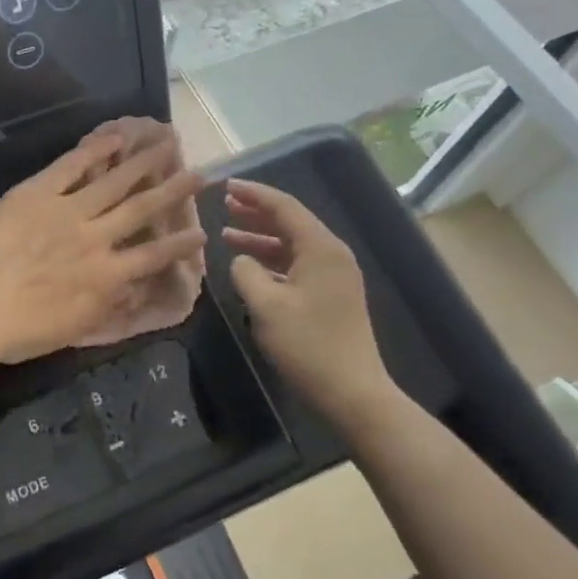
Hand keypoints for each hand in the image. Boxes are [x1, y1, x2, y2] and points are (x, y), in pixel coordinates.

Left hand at [0, 124, 206, 364]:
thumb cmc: (16, 331)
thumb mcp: (72, 329)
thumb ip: (106, 305)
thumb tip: (133, 288)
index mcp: (105, 277)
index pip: (153, 257)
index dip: (180, 245)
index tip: (202, 232)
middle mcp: (96, 238)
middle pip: (142, 209)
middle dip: (173, 190)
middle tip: (199, 172)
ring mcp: (68, 211)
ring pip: (114, 181)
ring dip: (143, 162)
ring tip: (167, 142)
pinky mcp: (38, 192)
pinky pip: (71, 166)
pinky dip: (94, 150)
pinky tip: (114, 136)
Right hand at [221, 179, 392, 427]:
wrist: (353, 392)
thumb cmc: (308, 345)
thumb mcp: (265, 306)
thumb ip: (245, 272)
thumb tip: (240, 260)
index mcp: (321, 248)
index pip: (284, 206)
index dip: (253, 194)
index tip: (226, 186)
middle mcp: (332, 254)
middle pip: (290, 221)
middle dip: (256, 211)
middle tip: (224, 204)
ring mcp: (335, 275)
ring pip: (292, 244)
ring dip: (261, 236)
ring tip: (228, 232)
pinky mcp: (332, 294)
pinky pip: (297, 263)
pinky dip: (272, 259)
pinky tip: (250, 265)